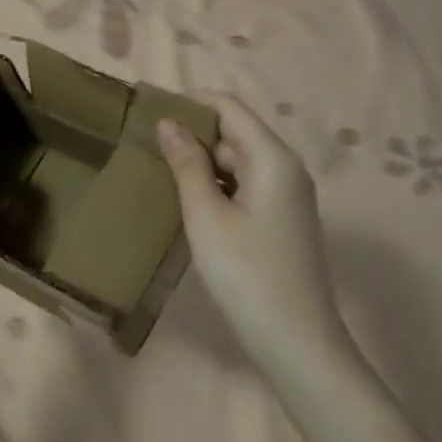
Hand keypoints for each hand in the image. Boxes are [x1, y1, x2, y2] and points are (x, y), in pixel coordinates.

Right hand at [157, 96, 343, 357]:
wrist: (295, 339)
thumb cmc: (246, 273)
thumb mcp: (206, 216)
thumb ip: (187, 164)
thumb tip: (168, 122)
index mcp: (272, 157)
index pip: (228, 106)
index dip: (190, 102)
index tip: (149, 112)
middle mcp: (285, 167)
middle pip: (234, 131)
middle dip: (192, 134)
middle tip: (146, 147)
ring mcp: (287, 194)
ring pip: (238, 160)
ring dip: (202, 162)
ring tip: (159, 172)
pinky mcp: (282, 218)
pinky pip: (245, 185)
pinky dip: (217, 186)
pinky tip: (188, 202)